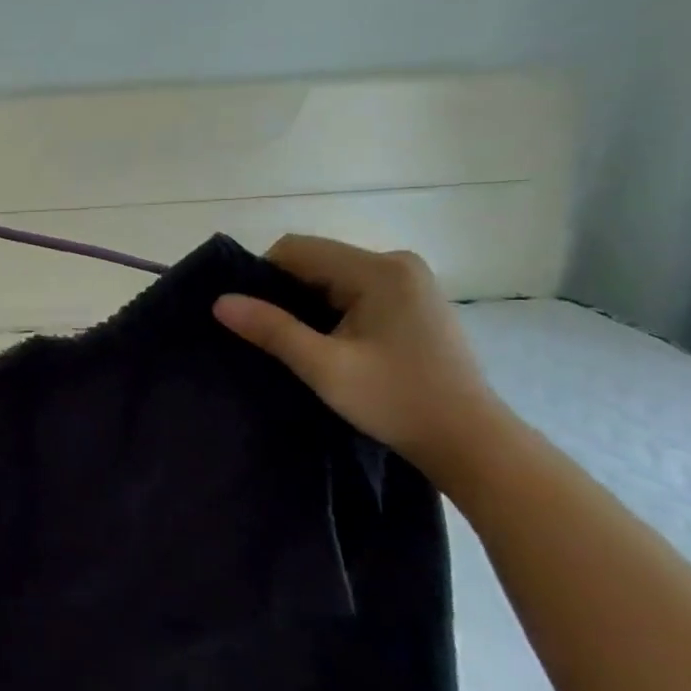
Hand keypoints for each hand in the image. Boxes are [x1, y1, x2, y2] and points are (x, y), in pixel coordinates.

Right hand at [212, 235, 509, 475]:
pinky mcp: (413, 302)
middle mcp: (396, 263)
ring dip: (307, 306)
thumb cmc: (395, 400)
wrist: (470, 440)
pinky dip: (331, 312)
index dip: (262, 278)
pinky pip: (354, 292)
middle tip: (272, 338)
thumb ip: (270, 328)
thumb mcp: (323, 366)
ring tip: (300, 346)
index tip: (252, 319)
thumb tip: (220, 301)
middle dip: (285, 294)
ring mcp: (409, 282)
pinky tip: (331, 346)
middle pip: (315, 261)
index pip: (295, 249)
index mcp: (378, 269)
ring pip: (332, 278)